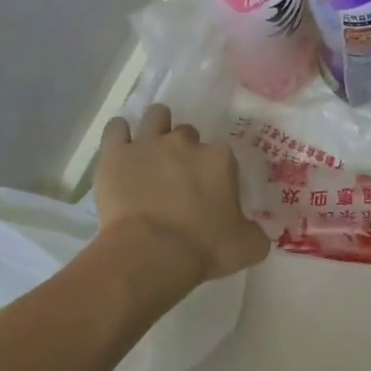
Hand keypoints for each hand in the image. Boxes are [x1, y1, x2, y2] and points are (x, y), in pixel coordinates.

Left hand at [95, 105, 269, 283]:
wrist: (151, 254)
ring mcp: (148, 144)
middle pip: (187, 133)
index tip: (212, 191)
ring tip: (153, 149)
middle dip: (185, 150)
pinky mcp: (115, 155)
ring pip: (155, 116)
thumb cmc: (205, 249)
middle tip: (180, 177)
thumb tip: (250, 230)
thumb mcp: (248, 246)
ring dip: (157, 127)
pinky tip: (123, 148)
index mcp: (220, 159)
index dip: (216, 171)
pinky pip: (116, 129)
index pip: (222, 152)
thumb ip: (254, 232)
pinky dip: (120, 133)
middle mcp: (185, 143)